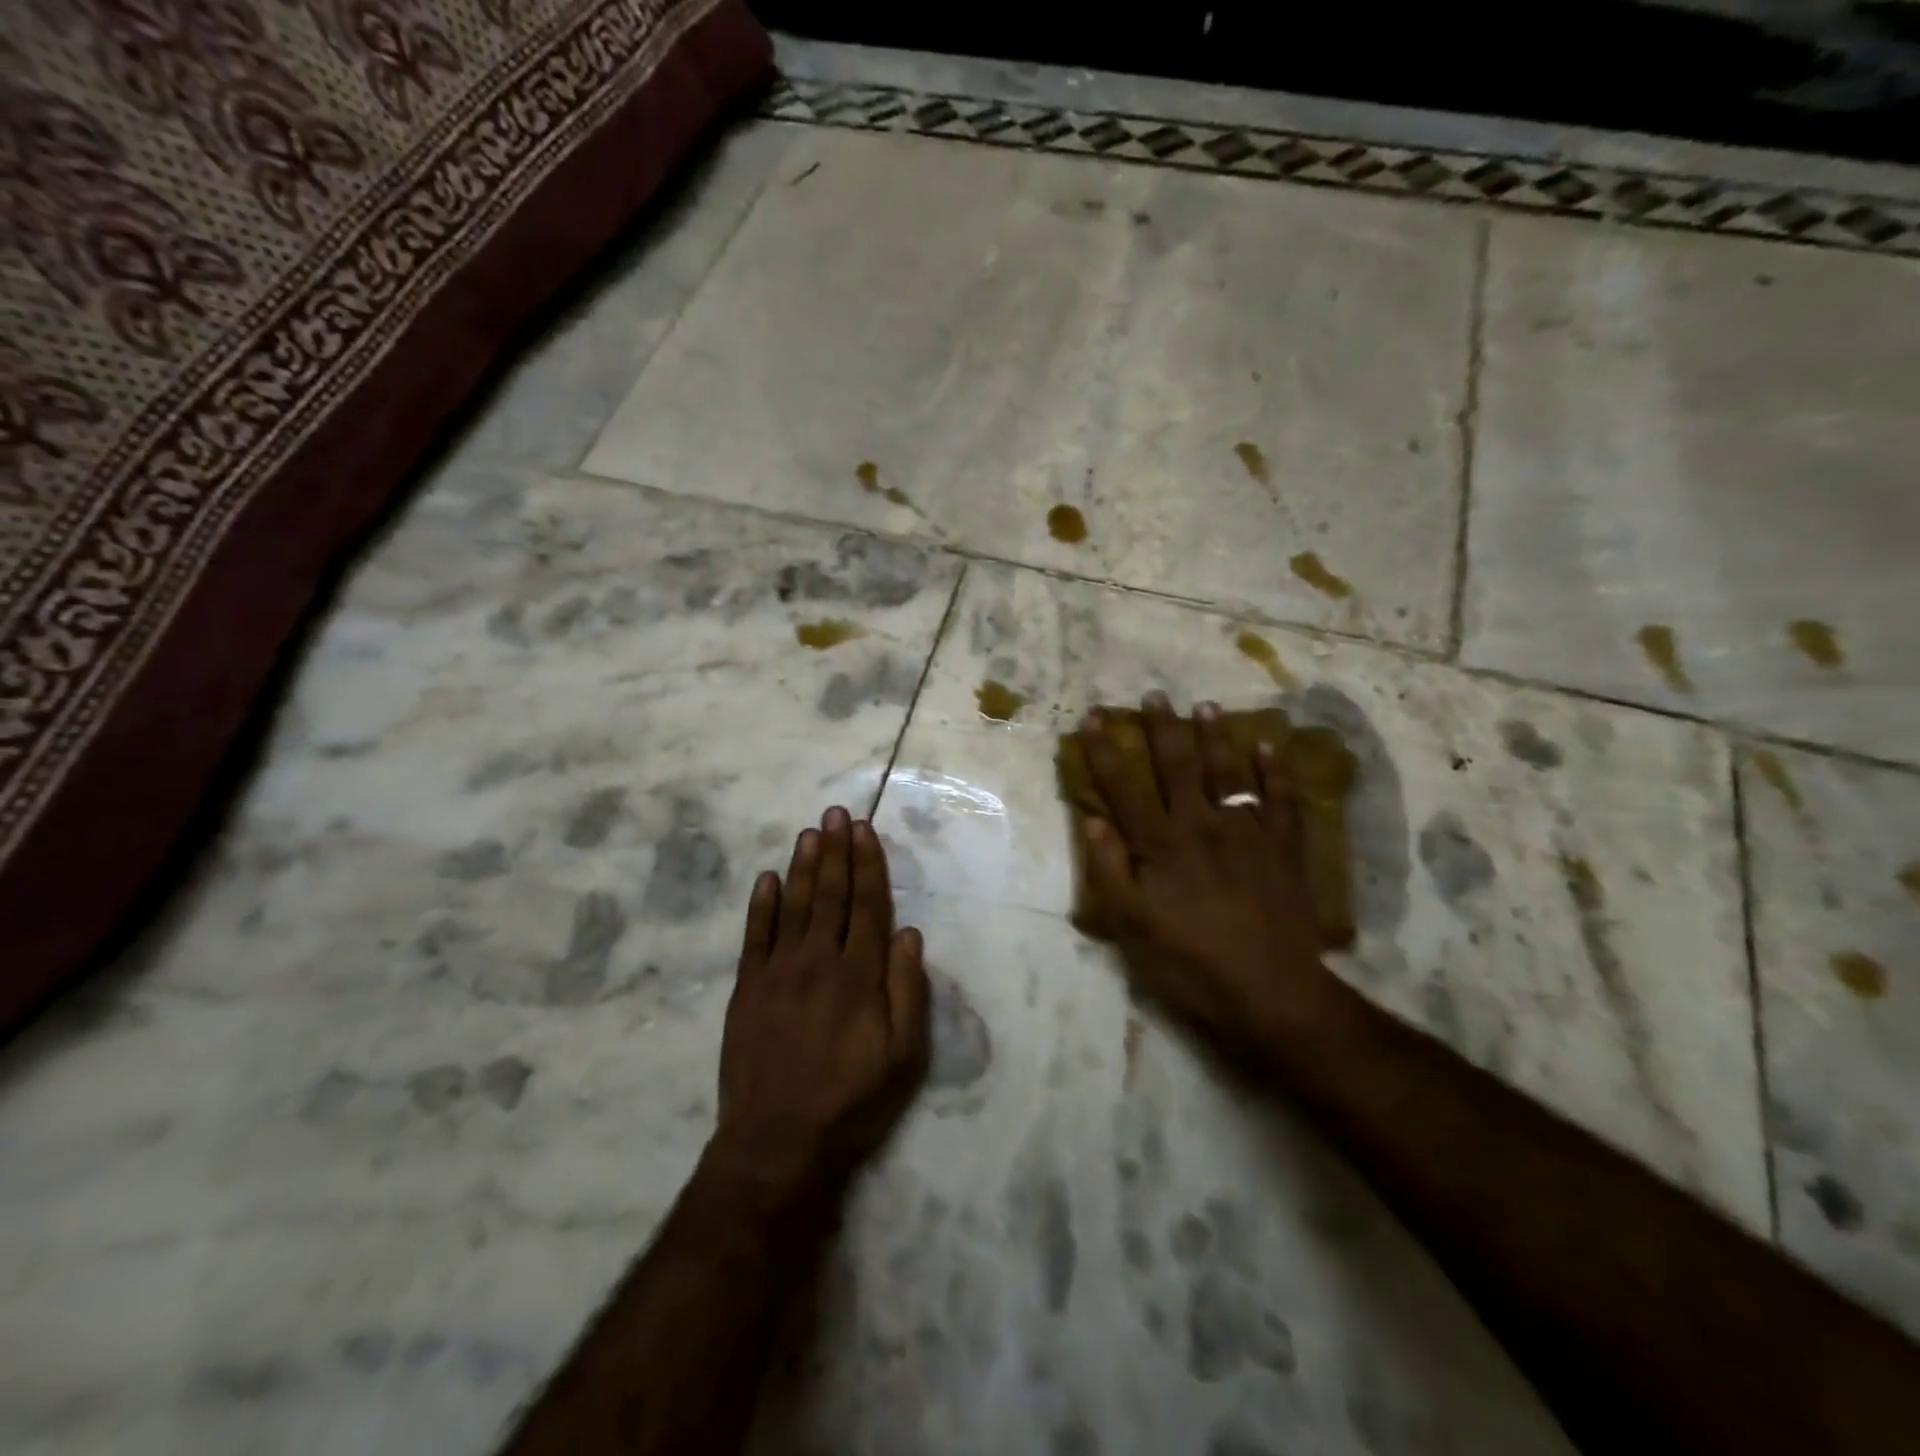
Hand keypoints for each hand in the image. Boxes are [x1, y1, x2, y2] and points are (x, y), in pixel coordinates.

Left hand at [710, 807, 929, 1200]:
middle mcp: (820, 960)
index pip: (868, 905)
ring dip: (803, 866)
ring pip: (794, 905)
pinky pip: (755, 936)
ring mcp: (779, 971)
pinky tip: (766, 878)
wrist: (777, 1141)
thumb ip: (908, 990)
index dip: (868, 865)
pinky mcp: (747, 988)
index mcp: (860, 974)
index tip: (865, 831)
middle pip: (831, 894)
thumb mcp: (903, 1055)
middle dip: (836, 851)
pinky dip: (760, 904)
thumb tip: (909, 933)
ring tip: (810, 832)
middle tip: (837, 813)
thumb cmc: (852, 1100)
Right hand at [1077, 694, 1340, 1056]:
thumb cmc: (1191, 964)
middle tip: (1155, 695)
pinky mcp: (1283, 848)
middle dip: (1162, 728)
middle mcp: (1201, 826)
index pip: (1125, 787)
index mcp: (1160, 846)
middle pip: (1178, 766)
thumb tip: (1091, 820)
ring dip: (1216, 736)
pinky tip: (1269, 746)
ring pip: (1229, 772)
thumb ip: (1111, 871)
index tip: (1092, 718)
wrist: (1272, 993)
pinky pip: (1281, 799)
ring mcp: (1247, 833)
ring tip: (1206, 705)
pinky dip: (1276, 770)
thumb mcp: (1133, 928)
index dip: (1105, 751)